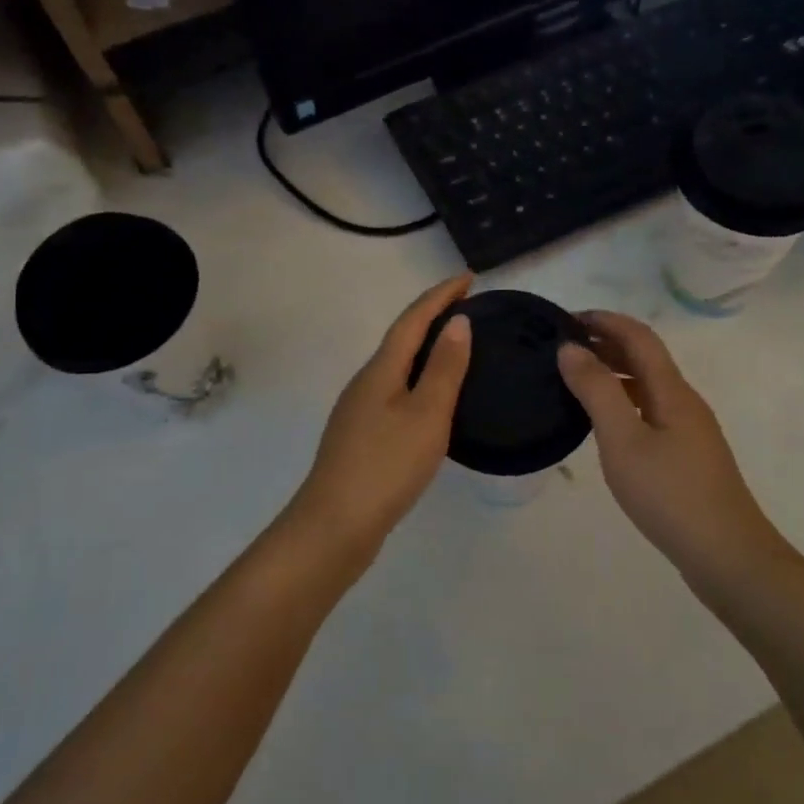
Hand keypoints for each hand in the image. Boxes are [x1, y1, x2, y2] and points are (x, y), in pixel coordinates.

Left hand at [288, 275, 474, 560]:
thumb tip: (458, 322)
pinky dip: (417, 378)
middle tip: (468, 308)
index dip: (441, 295)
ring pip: (396, 365)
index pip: (413, 318)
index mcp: (381, 370)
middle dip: (433, 316)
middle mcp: (365, 381)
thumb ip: (444, 368)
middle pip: (401, 337)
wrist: (334, 525)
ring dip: (425, 348)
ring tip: (456, 348)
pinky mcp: (360, 436)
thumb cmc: (386, 466)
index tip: (469, 278)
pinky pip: (394, 390)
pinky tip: (431, 399)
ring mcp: (358, 410)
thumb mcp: (426, 415)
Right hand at [557, 311, 778, 575]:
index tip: (565, 319)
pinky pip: (649, 410)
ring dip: (613, 372)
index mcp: (672, 390)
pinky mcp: (687, 455)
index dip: (604, 320)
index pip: (638, 336)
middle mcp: (684, 401)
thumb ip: (596, 391)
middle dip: (606, 343)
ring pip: (647, 385)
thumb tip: (570, 348)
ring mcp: (689, 430)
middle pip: (645, 357)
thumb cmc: (670, 495)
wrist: (727, 556)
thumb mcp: (623, 441)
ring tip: (574, 379)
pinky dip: (622, 401)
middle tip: (562, 348)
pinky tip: (603, 422)